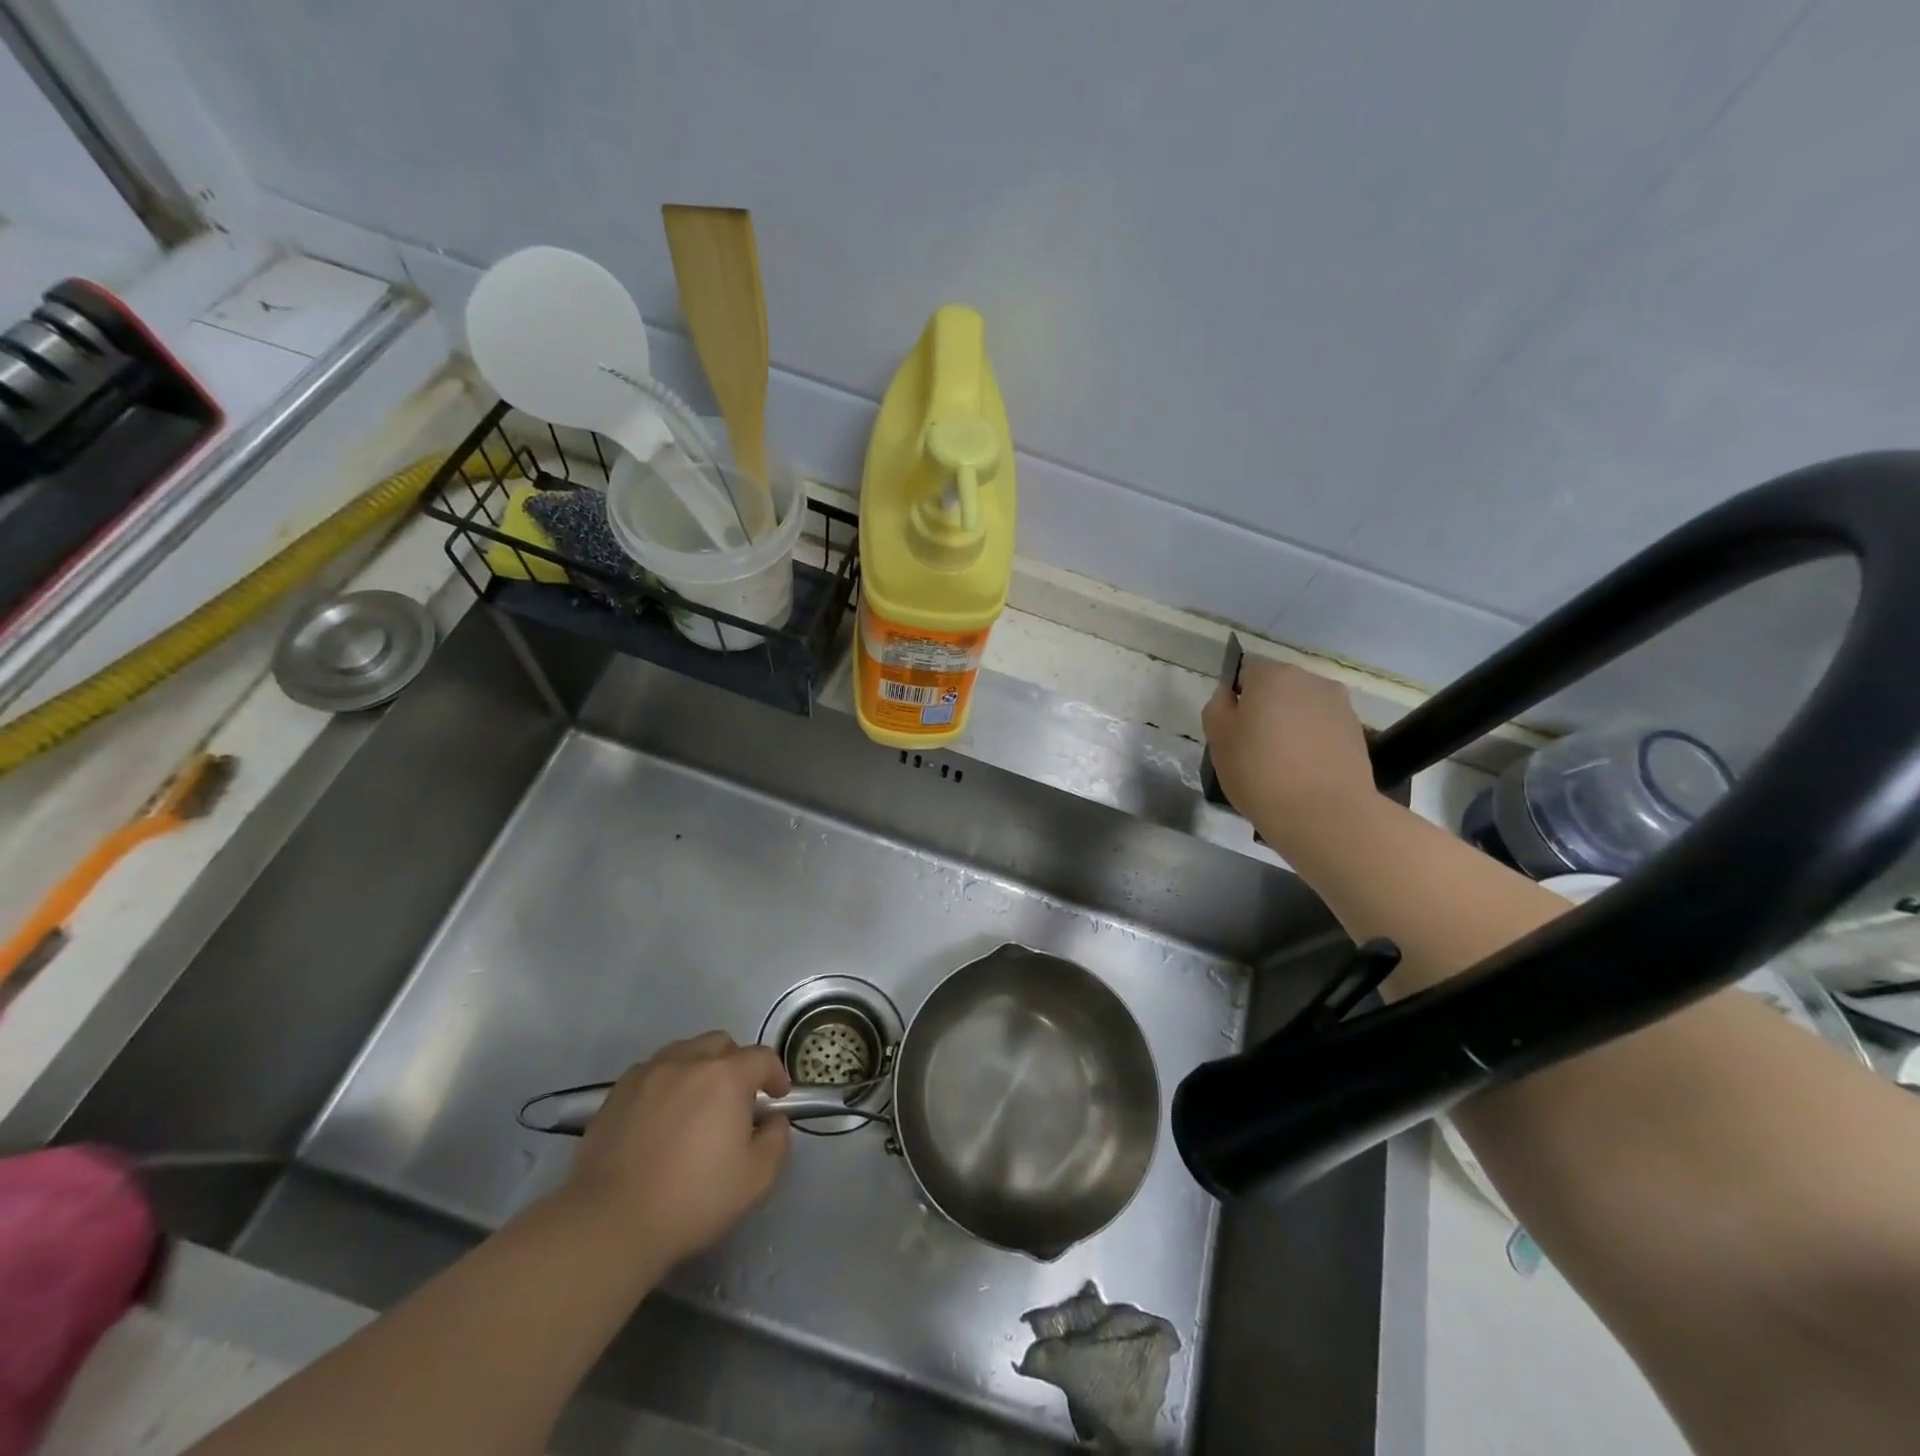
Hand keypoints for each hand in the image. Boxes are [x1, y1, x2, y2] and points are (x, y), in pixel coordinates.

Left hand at [558, 1032, 791, 1268]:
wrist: (610, 1223)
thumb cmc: (692, 1200)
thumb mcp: (755, 1180)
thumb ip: (776, 1141)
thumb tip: (773, 1121)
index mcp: (726, 1076)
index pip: (762, 1057)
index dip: (775, 1074)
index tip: (777, 1098)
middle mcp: (689, 1061)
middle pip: (721, 1044)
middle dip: (736, 1064)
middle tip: (736, 1099)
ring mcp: (649, 1073)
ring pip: (684, 1052)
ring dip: (699, 1068)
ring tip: (697, 1103)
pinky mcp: (617, 1092)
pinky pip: (652, 1071)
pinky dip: (666, 1082)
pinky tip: (661, 1114)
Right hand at [1202, 657, 1377, 845]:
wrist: (1325, 814)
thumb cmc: (1260, 773)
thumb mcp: (1219, 741)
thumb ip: (1217, 709)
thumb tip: (1228, 695)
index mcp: (1272, 676)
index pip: (1246, 674)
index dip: (1237, 701)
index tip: (1233, 732)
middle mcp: (1310, 680)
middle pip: (1279, 688)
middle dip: (1266, 710)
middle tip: (1254, 749)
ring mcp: (1339, 705)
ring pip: (1303, 709)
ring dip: (1292, 726)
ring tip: (1283, 765)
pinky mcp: (1358, 732)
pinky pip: (1324, 730)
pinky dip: (1313, 743)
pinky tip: (1305, 774)